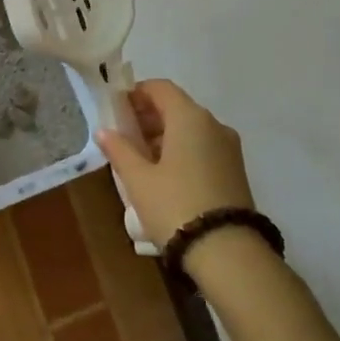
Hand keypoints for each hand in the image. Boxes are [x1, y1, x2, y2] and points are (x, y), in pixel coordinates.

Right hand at [97, 79, 256, 246]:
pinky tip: (163, 175)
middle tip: (122, 136)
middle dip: (148, 116)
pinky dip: (181, 151)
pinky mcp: (235, 170)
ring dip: (164, 136)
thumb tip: (104, 131)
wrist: (227, 252)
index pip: (160, 88)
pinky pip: (203, 147)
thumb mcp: (138, 179)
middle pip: (176, 107)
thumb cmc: (175, 205)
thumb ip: (119, 150)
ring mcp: (229, 148)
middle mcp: (214, 125)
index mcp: (190, 118)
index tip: (116, 110)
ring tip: (139, 160)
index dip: (136, 93)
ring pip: (191, 129)